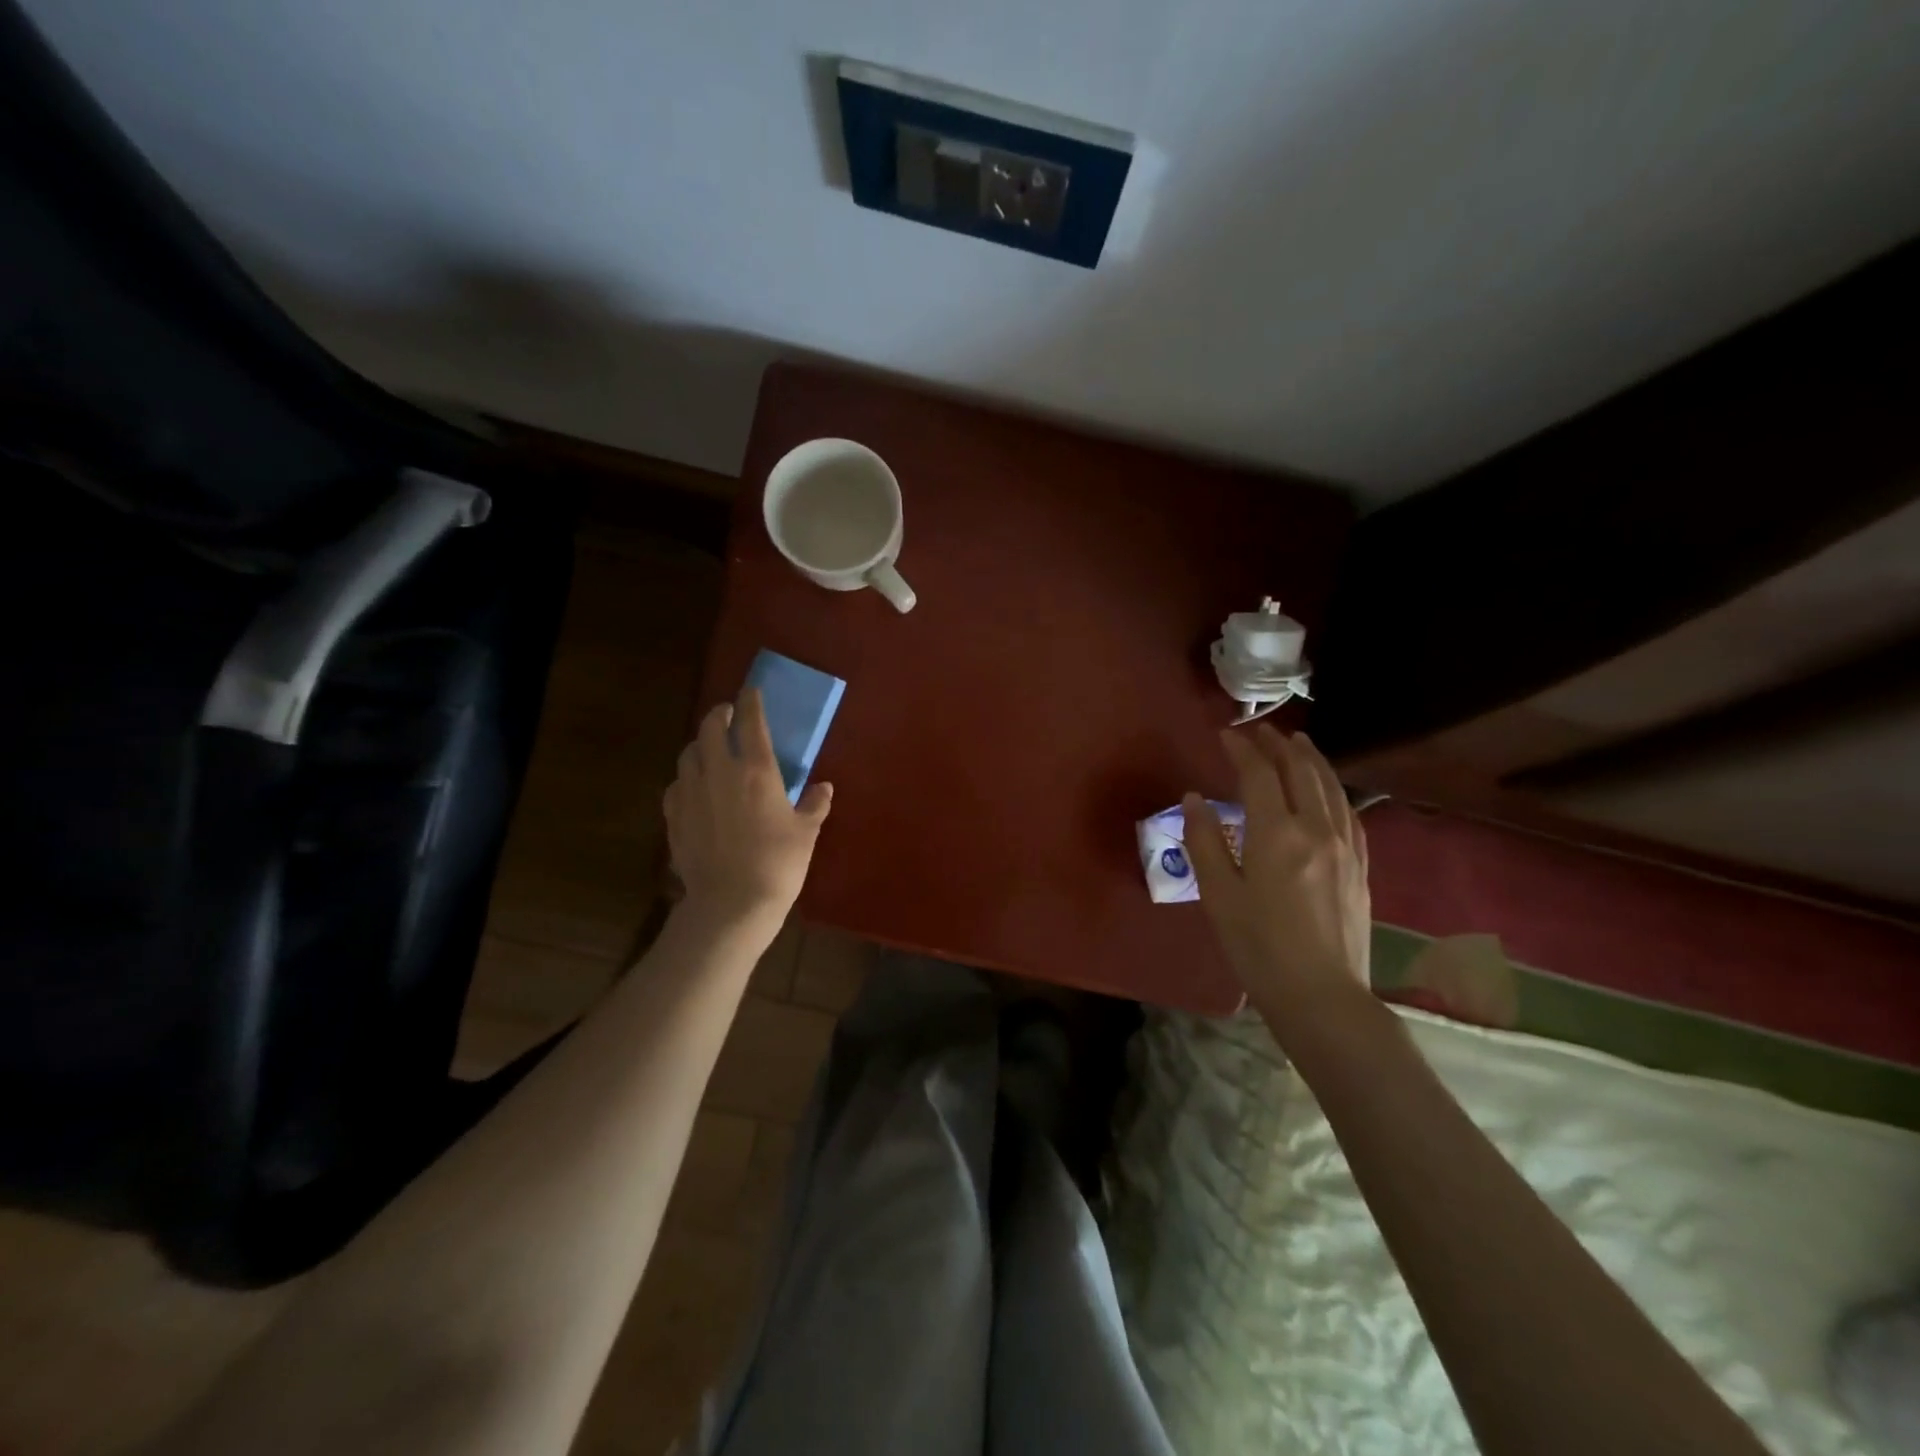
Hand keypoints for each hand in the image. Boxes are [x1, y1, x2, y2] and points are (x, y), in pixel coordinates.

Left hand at [664, 688, 831, 932]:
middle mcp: (720, 772)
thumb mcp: (806, 833)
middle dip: (719, 714)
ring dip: (700, 744)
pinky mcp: (674, 816)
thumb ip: (814, 804)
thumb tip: (823, 788)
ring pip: (689, 753)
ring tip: (710, 749)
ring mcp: (691, 793)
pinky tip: (694, 787)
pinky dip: (687, 777)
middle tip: (728, 715)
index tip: (751, 691)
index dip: (750, 701)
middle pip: (710, 727)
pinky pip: (676, 784)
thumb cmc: (778, 864)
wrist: (731, 904)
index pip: (750, 721)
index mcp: (757, 770)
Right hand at [1182, 726, 1370, 1020]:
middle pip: (1299, 772)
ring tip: (1298, 742)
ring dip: (1311, 759)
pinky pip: (1349, 813)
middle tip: (1260, 730)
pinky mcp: (1360, 866)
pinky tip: (1328, 789)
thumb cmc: (1258, 947)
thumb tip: (1195, 798)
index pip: (1258, 774)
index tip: (1225, 734)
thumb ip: (1204, 841)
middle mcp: (1316, 829)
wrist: (1321, 995)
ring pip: (1330, 787)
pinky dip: (1334, 789)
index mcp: (1276, 834)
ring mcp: (1345, 846)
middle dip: (1278, 745)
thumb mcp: (1218, 895)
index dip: (1241, 749)